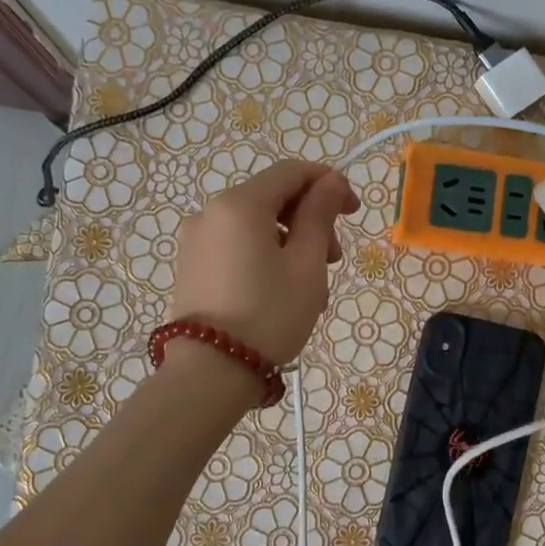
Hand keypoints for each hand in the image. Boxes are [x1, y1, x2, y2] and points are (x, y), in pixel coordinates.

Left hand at [168, 161, 360, 364]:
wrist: (210, 373)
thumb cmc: (269, 315)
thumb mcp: (307, 265)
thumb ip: (320, 215)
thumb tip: (332, 182)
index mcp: (239, 204)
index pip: (291, 172)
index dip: (328, 183)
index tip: (353, 211)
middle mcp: (210, 212)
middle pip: (272, 198)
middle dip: (310, 220)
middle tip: (333, 261)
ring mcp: (195, 240)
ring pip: (256, 226)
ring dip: (290, 243)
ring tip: (311, 287)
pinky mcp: (191, 265)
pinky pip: (237, 246)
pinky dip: (264, 256)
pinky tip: (281, 292)